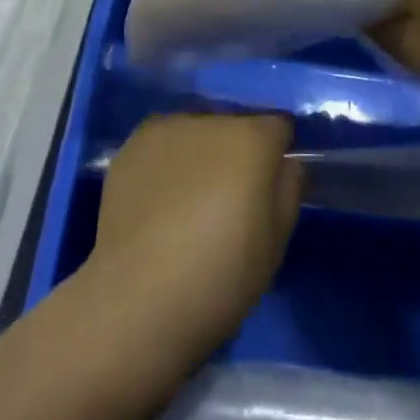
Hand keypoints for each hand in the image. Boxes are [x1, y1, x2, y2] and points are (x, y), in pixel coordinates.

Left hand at [86, 114, 300, 356]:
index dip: (277, 153)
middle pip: (234, 125)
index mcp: (251, 138)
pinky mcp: (131, 146)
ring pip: (196, 131)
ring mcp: (165, 129)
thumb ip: (289, 189)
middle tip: (228, 196)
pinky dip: (167, 162)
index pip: (278, 126)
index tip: (269, 185)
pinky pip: (162, 144)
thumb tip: (284, 164)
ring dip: (201, 152)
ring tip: (189, 199)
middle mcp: (209, 120)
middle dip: (237, 151)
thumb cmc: (220, 275)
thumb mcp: (276, 242)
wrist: (138, 298)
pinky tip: (158, 201)